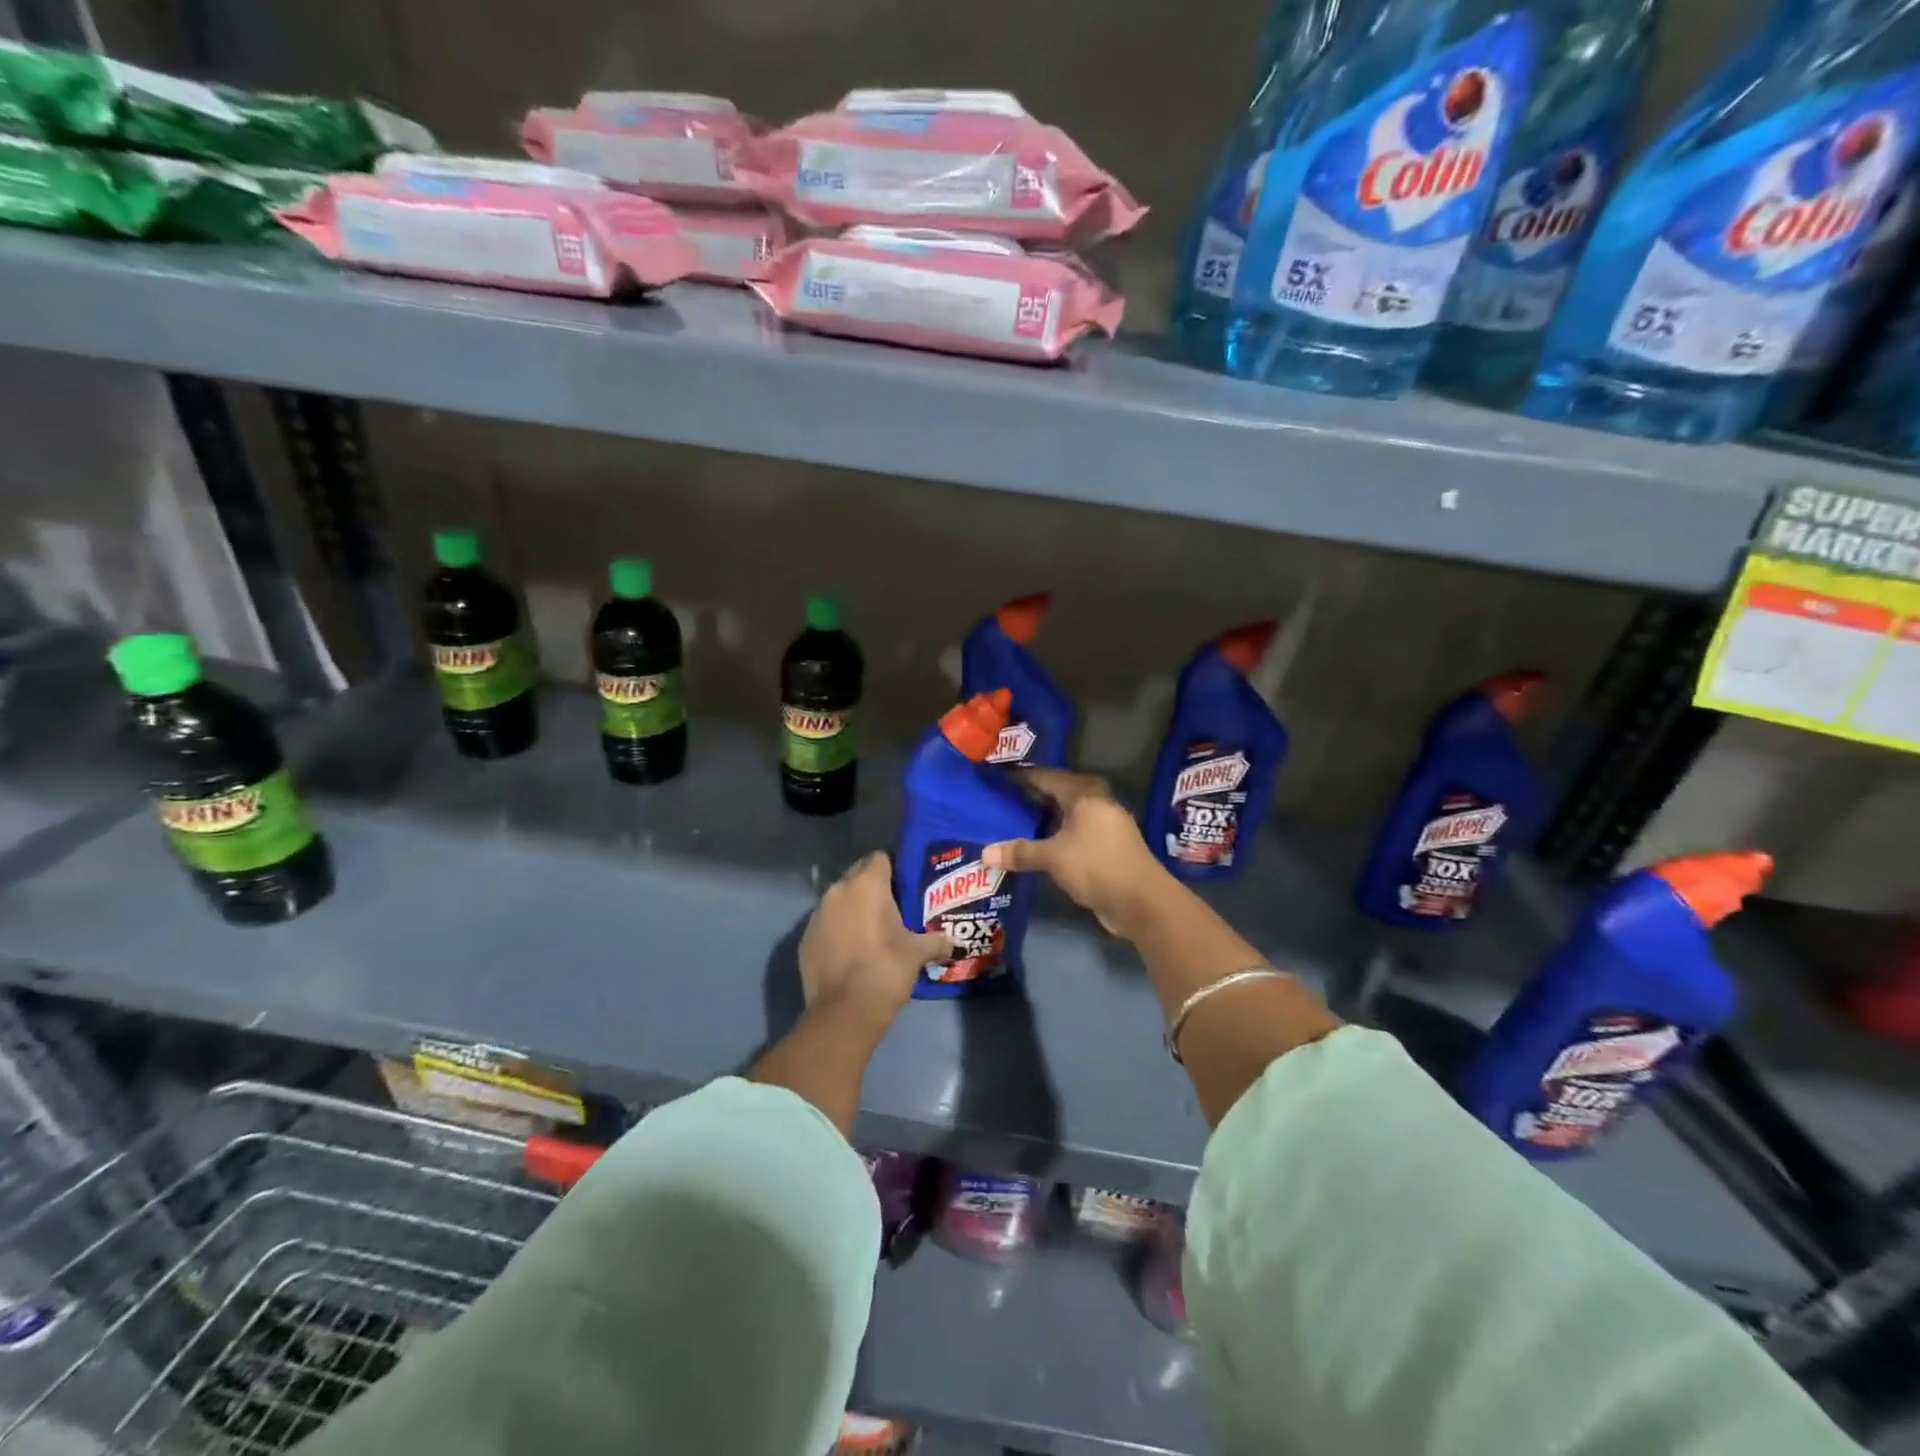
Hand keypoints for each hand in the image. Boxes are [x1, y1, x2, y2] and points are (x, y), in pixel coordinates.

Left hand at [798, 852, 949, 1030]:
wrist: (843, 1012)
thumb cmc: (885, 970)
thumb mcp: (917, 954)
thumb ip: (936, 941)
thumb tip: (952, 942)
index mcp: (866, 885)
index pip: (880, 858)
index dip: (894, 869)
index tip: (905, 886)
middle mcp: (838, 891)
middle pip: (858, 876)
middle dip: (873, 888)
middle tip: (893, 909)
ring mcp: (817, 914)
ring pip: (840, 900)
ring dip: (853, 910)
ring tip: (872, 931)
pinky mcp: (804, 938)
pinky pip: (826, 924)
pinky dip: (837, 931)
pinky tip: (851, 952)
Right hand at [983, 769, 1172, 937]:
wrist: (1142, 901)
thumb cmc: (1096, 866)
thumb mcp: (1053, 858)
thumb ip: (1020, 853)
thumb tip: (984, 854)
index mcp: (1084, 795)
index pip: (1046, 777)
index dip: (1021, 777)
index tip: (998, 777)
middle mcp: (1097, 803)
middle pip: (1059, 792)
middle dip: (1033, 795)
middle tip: (1004, 798)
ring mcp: (1105, 825)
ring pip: (1068, 813)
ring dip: (1045, 816)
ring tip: (1015, 820)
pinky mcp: (1108, 846)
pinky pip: (1075, 831)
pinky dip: (1056, 834)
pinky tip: (1039, 843)